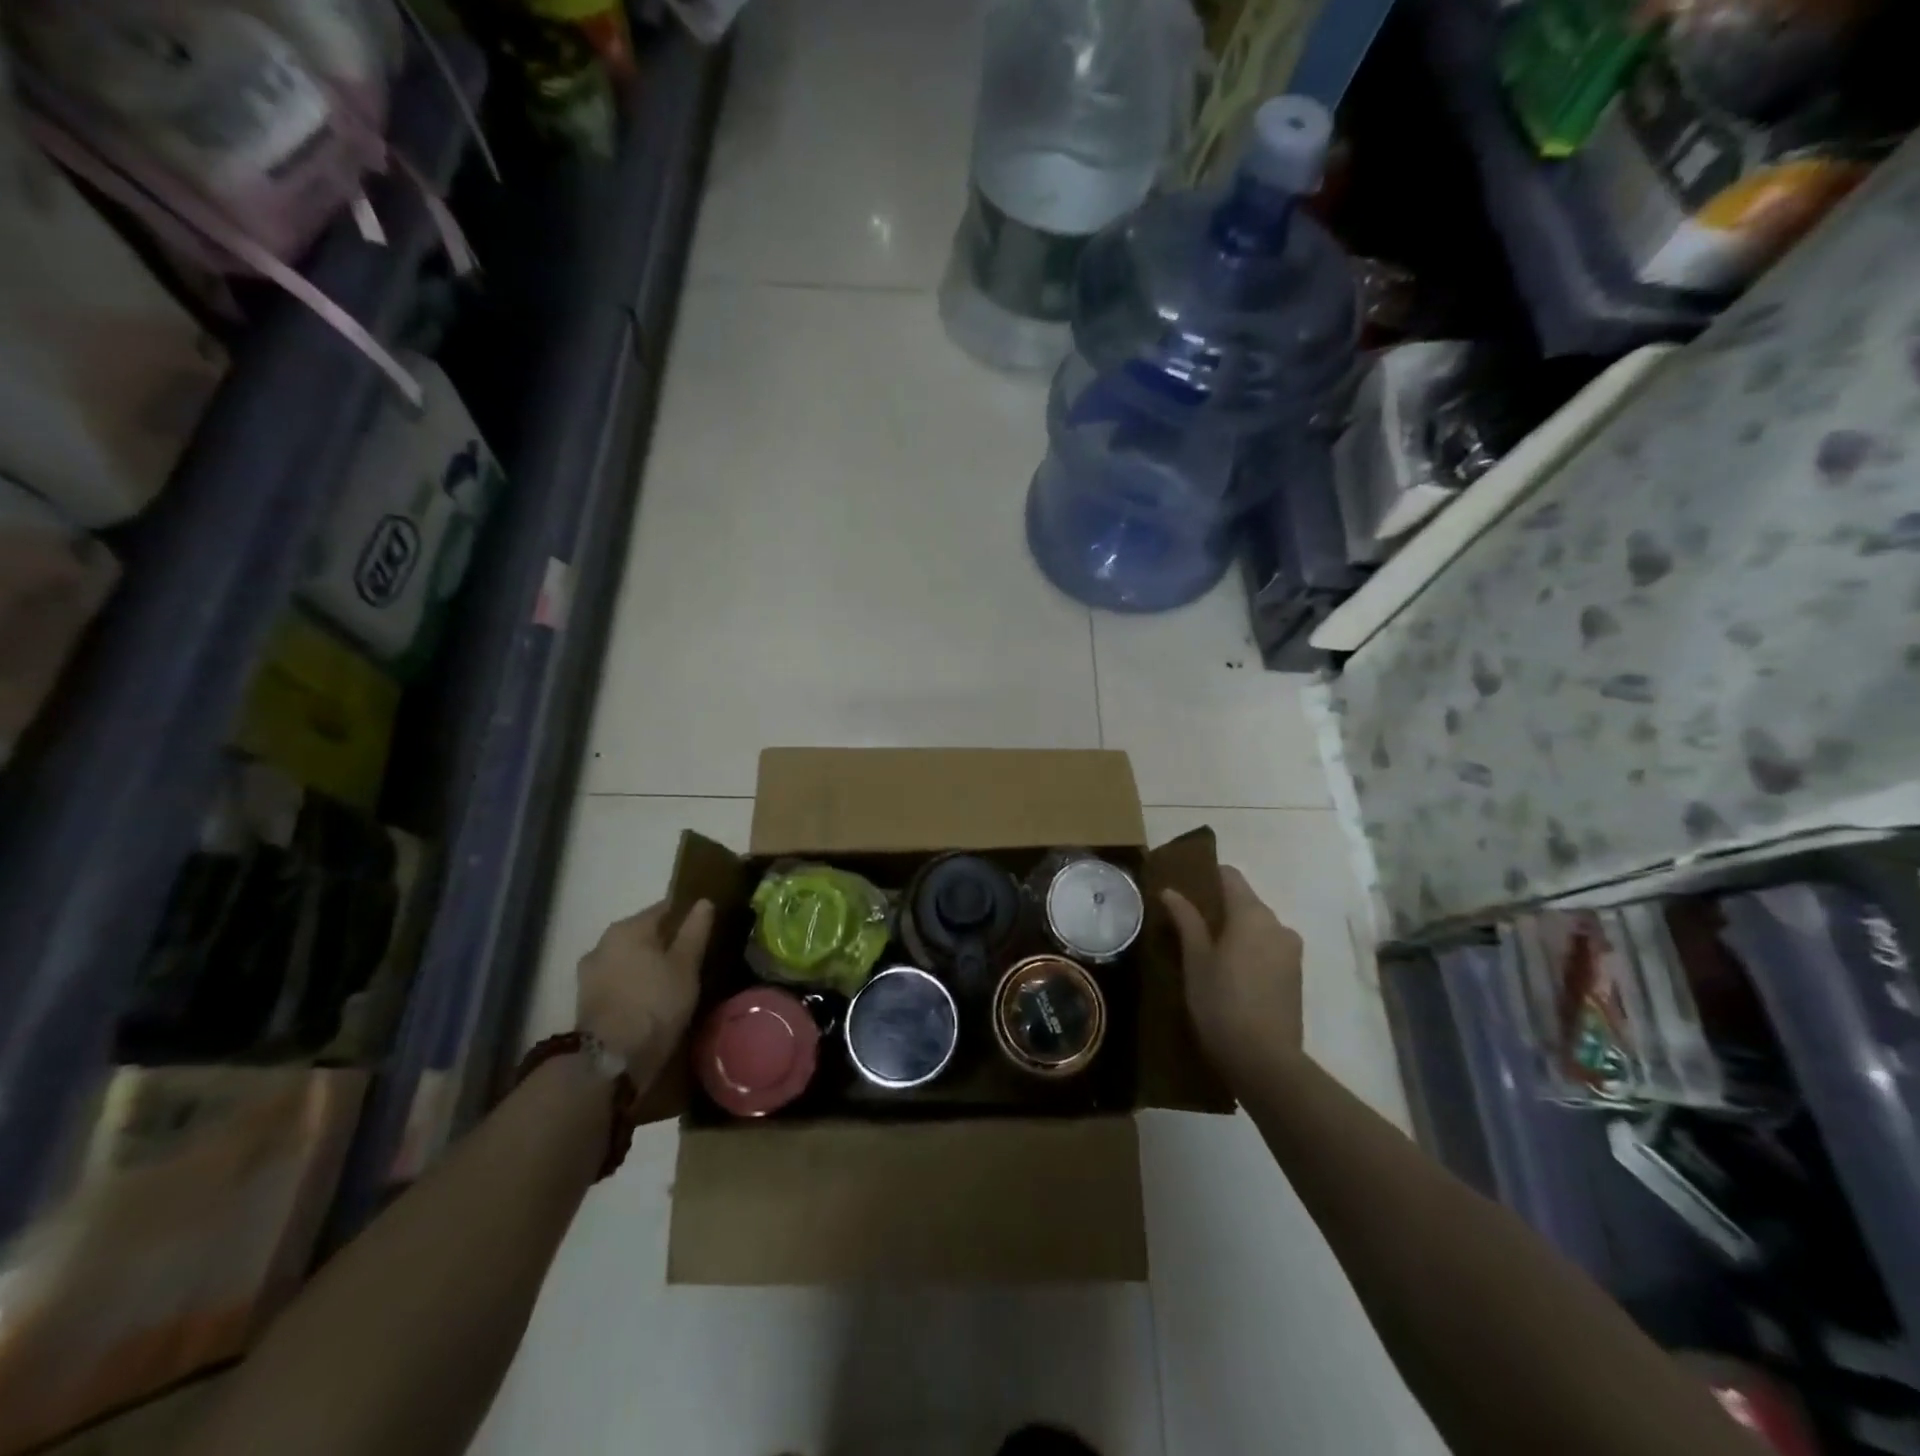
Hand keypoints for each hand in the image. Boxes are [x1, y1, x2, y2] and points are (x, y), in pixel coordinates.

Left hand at [576, 899, 713, 1084]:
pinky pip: (619, 981)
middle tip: (692, 958)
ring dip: (648, 965)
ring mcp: (590, 973)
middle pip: (644, 934)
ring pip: (629, 959)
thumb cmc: (654, 1003)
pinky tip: (651, 998)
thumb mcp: (686, 965)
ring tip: (673, 981)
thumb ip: (695, 931)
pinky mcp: (586, 1000)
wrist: (609, 1060)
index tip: (704, 929)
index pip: (664, 908)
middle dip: (666, 943)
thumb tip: (704, 901)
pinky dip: (634, 984)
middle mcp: (603, 942)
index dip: (687, 916)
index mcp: (628, 928)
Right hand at [1162, 866, 1304, 1083]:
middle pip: (1245, 902)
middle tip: (1186, 925)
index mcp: (1252, 914)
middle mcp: (1277, 925)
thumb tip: (1171, 891)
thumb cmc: (1221, 1002)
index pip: (1230, 876)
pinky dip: (1249, 952)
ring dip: (1234, 932)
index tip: (1183, 888)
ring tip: (1205, 953)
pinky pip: (1268, 950)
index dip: (1206, 877)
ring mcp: (1291, 952)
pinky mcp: (1296, 977)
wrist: (1265, 1062)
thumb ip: (1186, 920)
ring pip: (1257, 928)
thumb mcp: (1195, 960)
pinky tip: (1228, 974)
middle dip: (1218, 908)